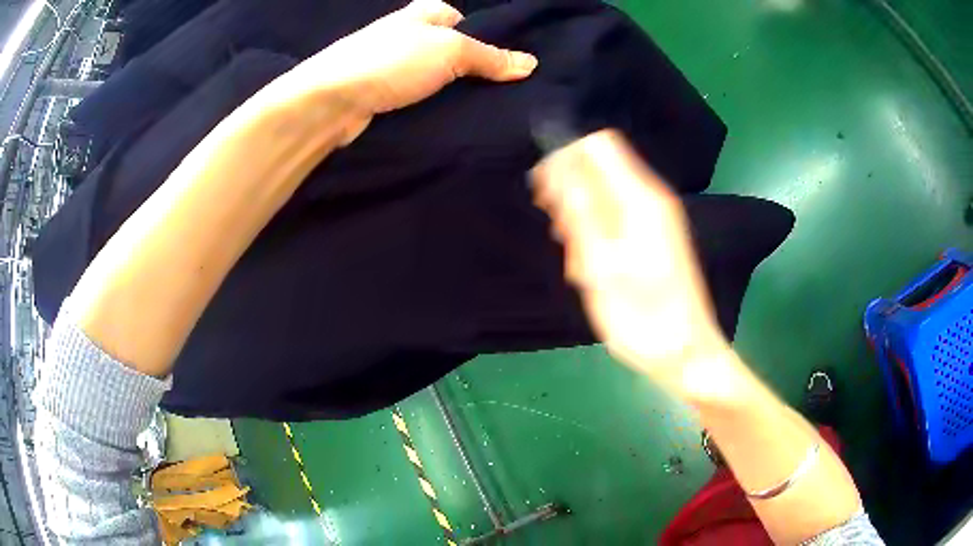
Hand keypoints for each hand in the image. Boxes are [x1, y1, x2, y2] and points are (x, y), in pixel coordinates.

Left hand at [281, 0, 537, 139]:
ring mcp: (392, 65)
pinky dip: (434, 106)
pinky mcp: (383, 94)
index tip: (509, 63)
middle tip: (504, 91)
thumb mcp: (450, 51)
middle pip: (451, 49)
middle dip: (474, 68)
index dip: (486, 37)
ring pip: (436, 75)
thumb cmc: (392, 61)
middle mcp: (407, 34)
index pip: (463, 18)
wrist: (332, 101)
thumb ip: (489, 56)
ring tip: (486, 111)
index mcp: (423, 13)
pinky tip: (452, 120)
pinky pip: (419, 96)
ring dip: (455, 91)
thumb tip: (530, 64)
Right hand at [531, 130, 732, 393]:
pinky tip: (589, 260)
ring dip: (579, 211)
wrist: (684, 350)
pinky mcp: (653, 233)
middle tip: (558, 229)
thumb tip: (558, 168)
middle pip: (599, 162)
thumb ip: (580, 213)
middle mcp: (649, 197)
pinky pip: (615, 211)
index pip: (597, 145)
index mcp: (639, 199)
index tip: (542, 191)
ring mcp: (654, 215)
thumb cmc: (642, 317)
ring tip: (574, 252)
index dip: (564, 154)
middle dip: (569, 187)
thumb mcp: (602, 268)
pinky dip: (594, 227)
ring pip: (603, 188)